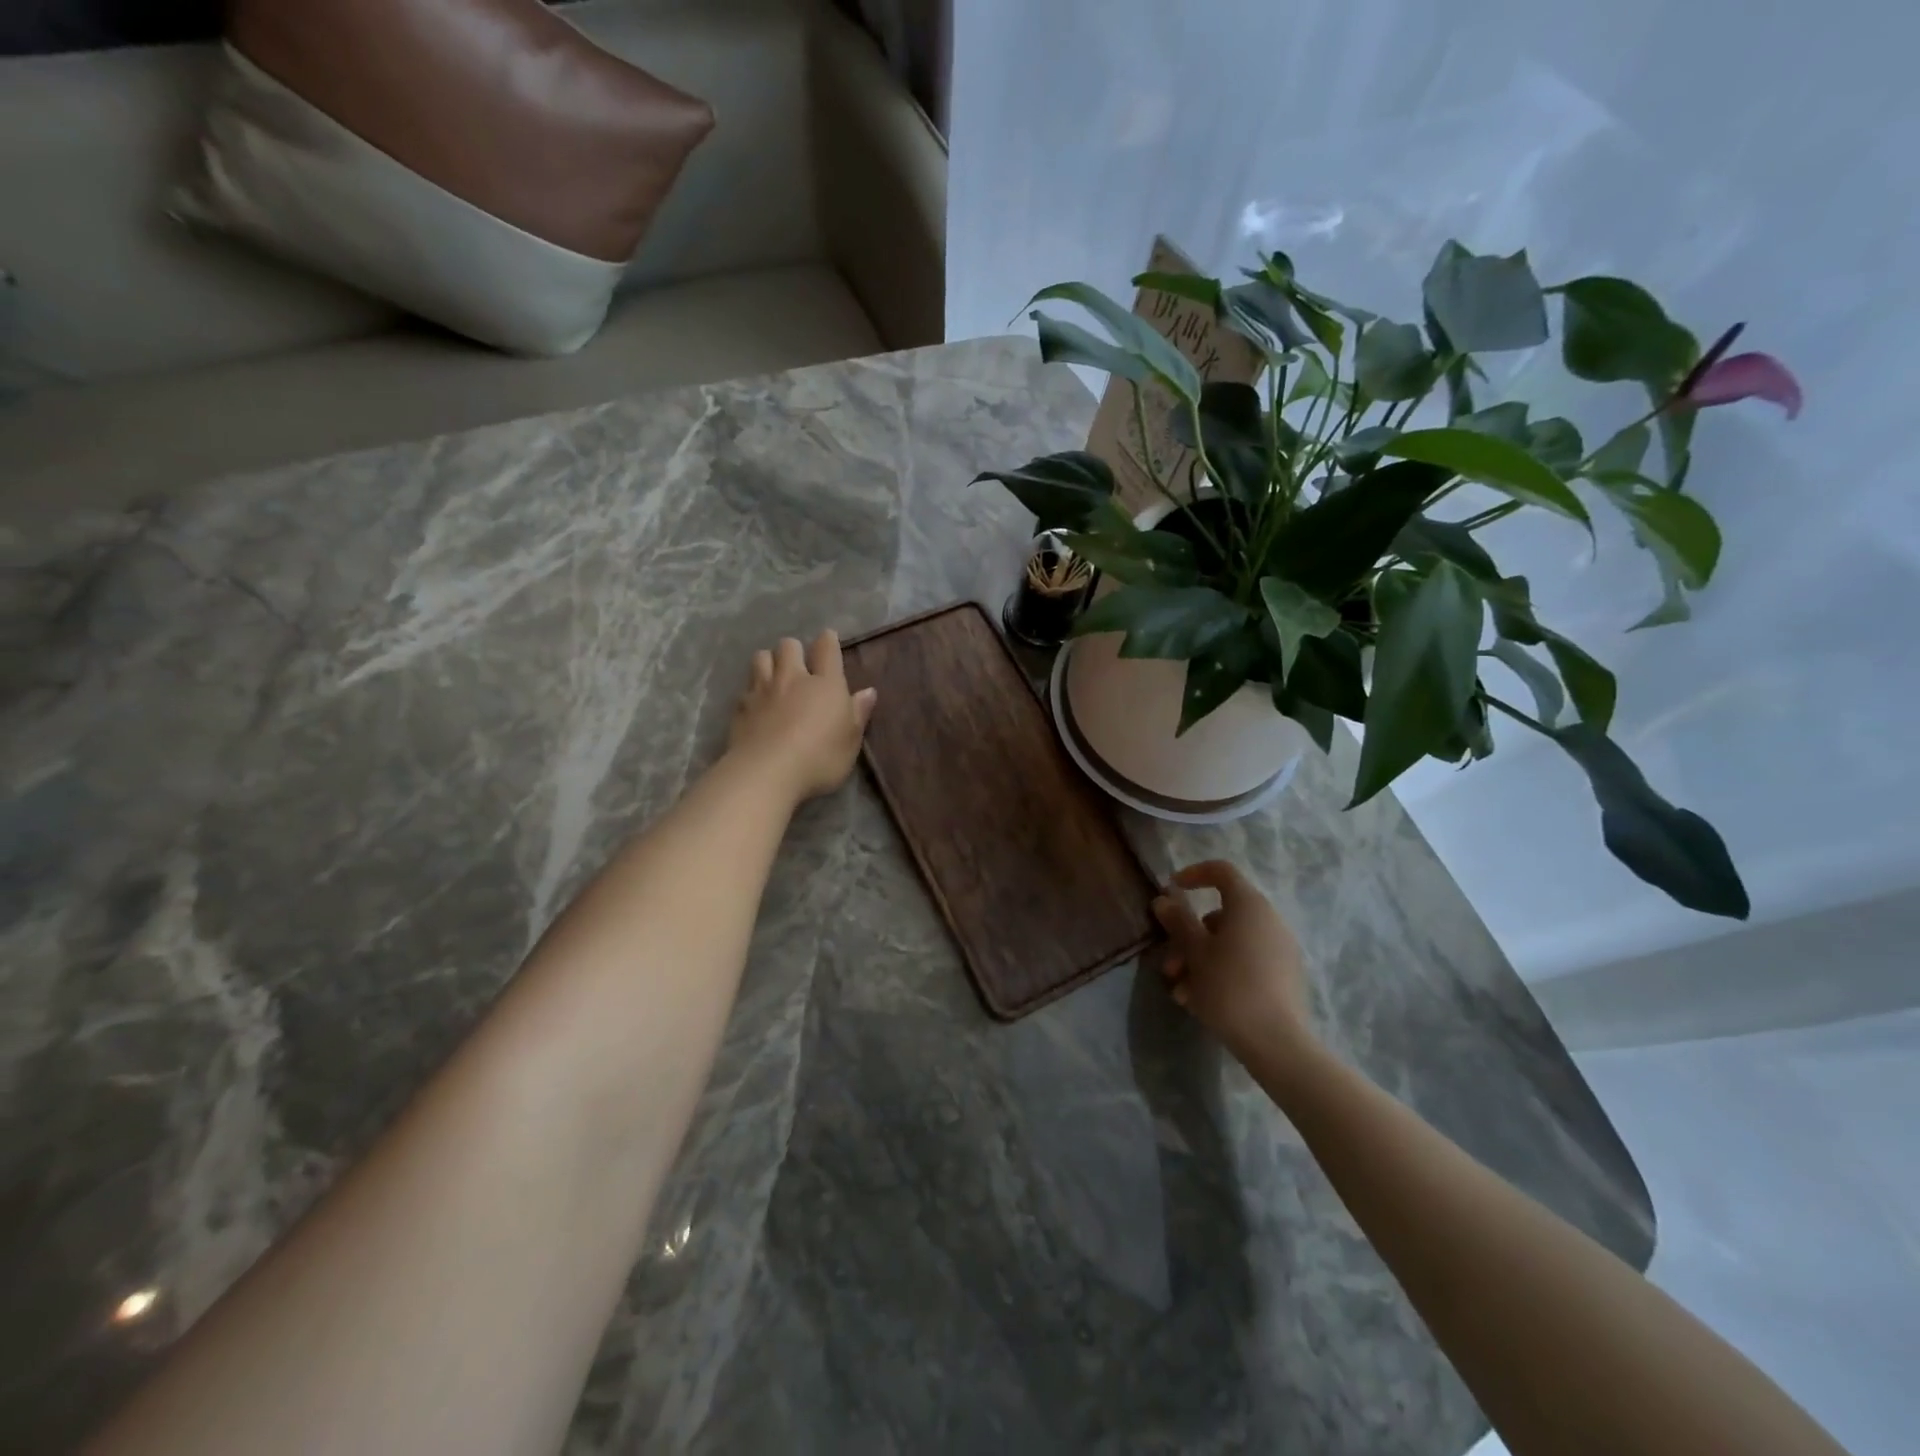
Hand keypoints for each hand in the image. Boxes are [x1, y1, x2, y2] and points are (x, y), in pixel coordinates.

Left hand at [727, 630, 877, 802]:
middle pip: (788, 646)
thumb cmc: (819, 758)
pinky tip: (756, 704)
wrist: (766, 772)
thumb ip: (858, 713)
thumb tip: (869, 691)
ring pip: (761, 657)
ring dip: (769, 661)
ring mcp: (763, 690)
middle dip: (794, 649)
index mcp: (825, 684)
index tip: (828, 640)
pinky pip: (746, 687)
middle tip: (799, 665)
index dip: (828, 641)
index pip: (826, 649)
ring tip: (774, 676)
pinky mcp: (741, 707)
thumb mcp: (850, 741)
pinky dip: (752, 690)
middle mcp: (792, 678)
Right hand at [1153, 860, 1313, 1062]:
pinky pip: (1244, 963)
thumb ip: (1178, 921)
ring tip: (1180, 992)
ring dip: (1199, 961)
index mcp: (1249, 906)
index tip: (1171, 890)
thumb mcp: (1195, 952)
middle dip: (1188, 937)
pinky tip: (1199, 1002)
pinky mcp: (1284, 977)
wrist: (1277, 1043)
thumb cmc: (1229, 987)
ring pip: (1229, 944)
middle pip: (1220, 916)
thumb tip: (1164, 899)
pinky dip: (1220, 973)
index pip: (1221, 871)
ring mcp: (1279, 950)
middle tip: (1169, 965)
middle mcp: (1269, 921)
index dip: (1194, 874)